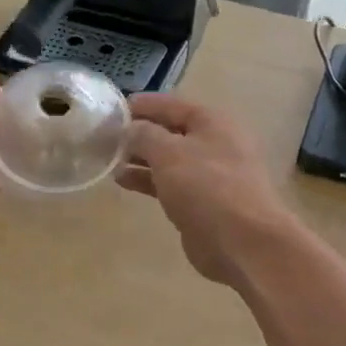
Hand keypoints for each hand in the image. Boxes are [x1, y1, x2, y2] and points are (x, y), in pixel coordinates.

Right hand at [116, 94, 294, 286]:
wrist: (241, 241)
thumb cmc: (206, 187)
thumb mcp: (169, 152)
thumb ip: (144, 135)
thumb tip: (129, 129)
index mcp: (211, 122)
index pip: (171, 105)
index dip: (142, 105)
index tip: (111, 109)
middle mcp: (213, 143)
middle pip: (169, 132)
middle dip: (138, 133)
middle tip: (103, 137)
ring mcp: (209, 175)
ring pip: (168, 159)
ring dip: (140, 158)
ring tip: (108, 160)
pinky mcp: (201, 202)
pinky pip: (170, 184)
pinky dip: (148, 180)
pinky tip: (123, 181)